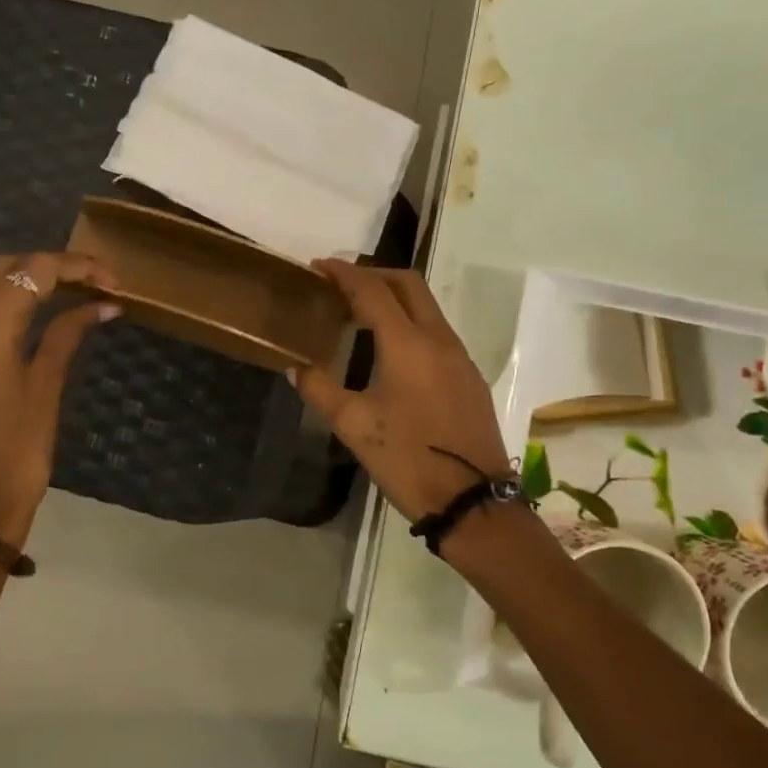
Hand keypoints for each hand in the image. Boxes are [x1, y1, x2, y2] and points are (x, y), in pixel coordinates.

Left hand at [0, 251, 118, 545]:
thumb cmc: (19, 451)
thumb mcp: (46, 387)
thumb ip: (68, 335)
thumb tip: (103, 304)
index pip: (35, 272)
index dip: (78, 267)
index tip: (113, 280)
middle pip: (4, 269)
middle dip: (49, 268)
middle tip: (91, 286)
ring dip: (15, 280)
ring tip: (56, 297)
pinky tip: (18, 322)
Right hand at [290, 261, 508, 520]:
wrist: (472, 500)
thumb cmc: (408, 460)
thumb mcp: (354, 427)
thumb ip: (320, 390)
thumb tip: (295, 367)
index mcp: (408, 344)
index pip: (373, 290)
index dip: (344, 273)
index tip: (319, 267)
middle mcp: (439, 339)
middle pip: (408, 284)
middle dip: (374, 274)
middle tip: (341, 285)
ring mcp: (460, 356)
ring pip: (427, 306)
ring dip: (395, 299)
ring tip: (360, 315)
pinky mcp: (469, 376)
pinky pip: (438, 331)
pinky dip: (411, 323)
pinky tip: (391, 349)